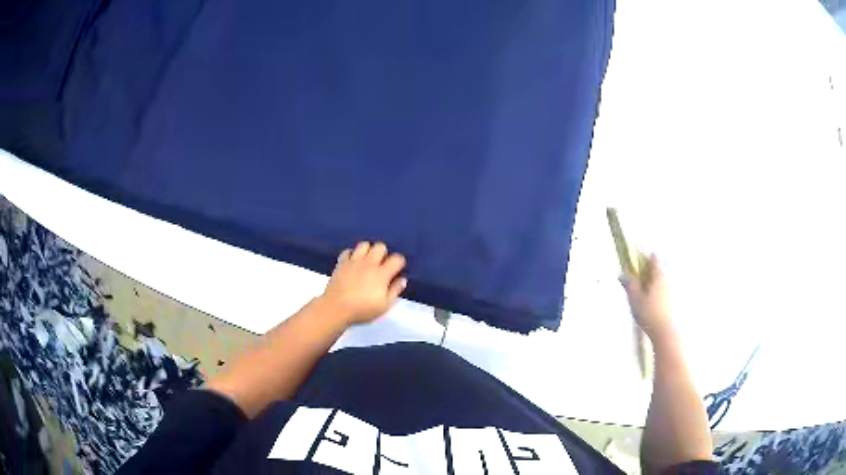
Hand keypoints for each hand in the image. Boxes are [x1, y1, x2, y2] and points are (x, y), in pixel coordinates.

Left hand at [320, 241, 406, 323]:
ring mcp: (354, 261)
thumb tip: (402, 279)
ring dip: (368, 251)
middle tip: (381, 265)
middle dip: (383, 253)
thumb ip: (395, 291)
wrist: (336, 307)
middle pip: (380, 246)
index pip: (396, 259)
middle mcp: (369, 263)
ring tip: (367, 261)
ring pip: (364, 245)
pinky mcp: (342, 262)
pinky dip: (351, 255)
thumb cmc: (362, 309)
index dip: (399, 262)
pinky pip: (348, 251)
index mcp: (382, 274)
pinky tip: (352, 263)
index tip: (397, 269)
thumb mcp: (384, 306)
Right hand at [620, 254, 675, 342]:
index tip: (639, 259)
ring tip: (646, 293)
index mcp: (658, 275)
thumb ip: (629, 285)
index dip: (646, 257)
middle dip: (651, 271)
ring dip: (655, 283)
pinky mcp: (675, 302)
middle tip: (641, 277)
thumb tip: (622, 274)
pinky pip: (666, 292)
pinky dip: (660, 293)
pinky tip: (653, 304)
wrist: (665, 331)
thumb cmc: (649, 313)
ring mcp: (673, 291)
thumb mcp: (635, 299)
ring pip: (663, 281)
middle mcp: (668, 279)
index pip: (653, 259)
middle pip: (660, 269)